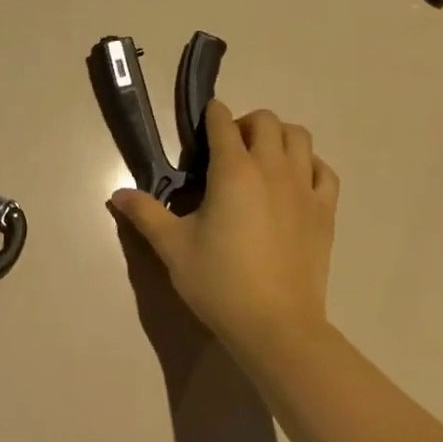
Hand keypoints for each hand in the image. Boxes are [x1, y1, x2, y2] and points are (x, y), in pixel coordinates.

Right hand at [108, 101, 338, 365]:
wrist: (275, 326)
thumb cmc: (219, 282)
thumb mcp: (172, 247)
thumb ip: (146, 213)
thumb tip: (117, 194)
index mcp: (232, 171)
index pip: (222, 123)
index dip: (210, 116)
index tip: (201, 125)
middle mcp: (271, 169)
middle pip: (266, 121)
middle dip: (245, 123)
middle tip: (228, 148)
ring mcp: (304, 189)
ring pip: (300, 138)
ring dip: (278, 137)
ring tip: (261, 159)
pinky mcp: (325, 212)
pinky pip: (324, 171)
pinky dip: (309, 165)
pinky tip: (294, 182)